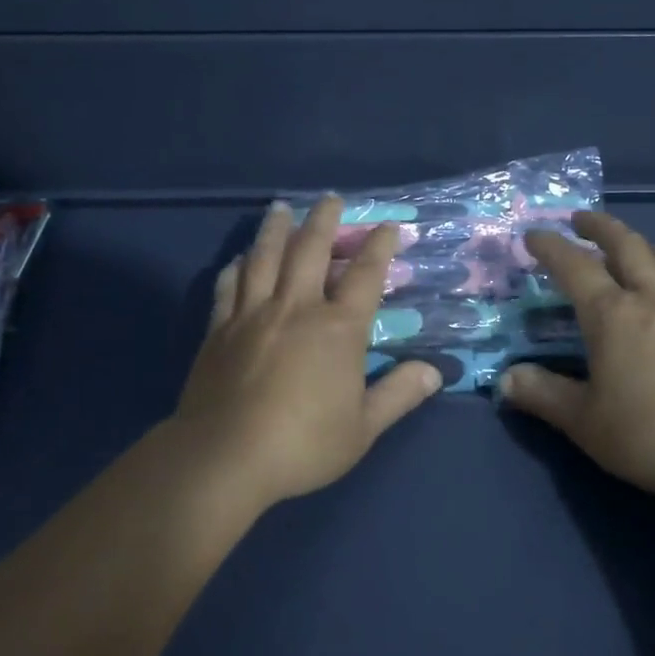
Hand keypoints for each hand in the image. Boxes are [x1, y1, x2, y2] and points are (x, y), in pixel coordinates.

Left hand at [170, 196, 441, 511]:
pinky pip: (229, 285)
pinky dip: (237, 266)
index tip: (387, 226)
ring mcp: (253, 314)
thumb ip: (398, 395)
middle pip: (310, 250)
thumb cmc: (302, 444)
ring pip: (265, 257)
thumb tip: (434, 371)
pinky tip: (240, 258)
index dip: (379, 247)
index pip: (364, 276)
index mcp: (337, 328)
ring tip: (281, 208)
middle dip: (324, 220)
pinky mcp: (220, 329)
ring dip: (276, 229)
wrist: (224, 457)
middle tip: (330, 198)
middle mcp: (296, 308)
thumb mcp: (362, 428)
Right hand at [502, 211, 654, 502]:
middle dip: (600, 226)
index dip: (550, 246)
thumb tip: (506, 379)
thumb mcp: (585, 422)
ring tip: (626, 250)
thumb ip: (543, 395)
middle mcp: (652, 300)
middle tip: (580, 221)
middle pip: (627, 244)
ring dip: (639, 243)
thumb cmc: (650, 436)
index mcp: (613, 315)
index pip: (575, 266)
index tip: (533, 235)